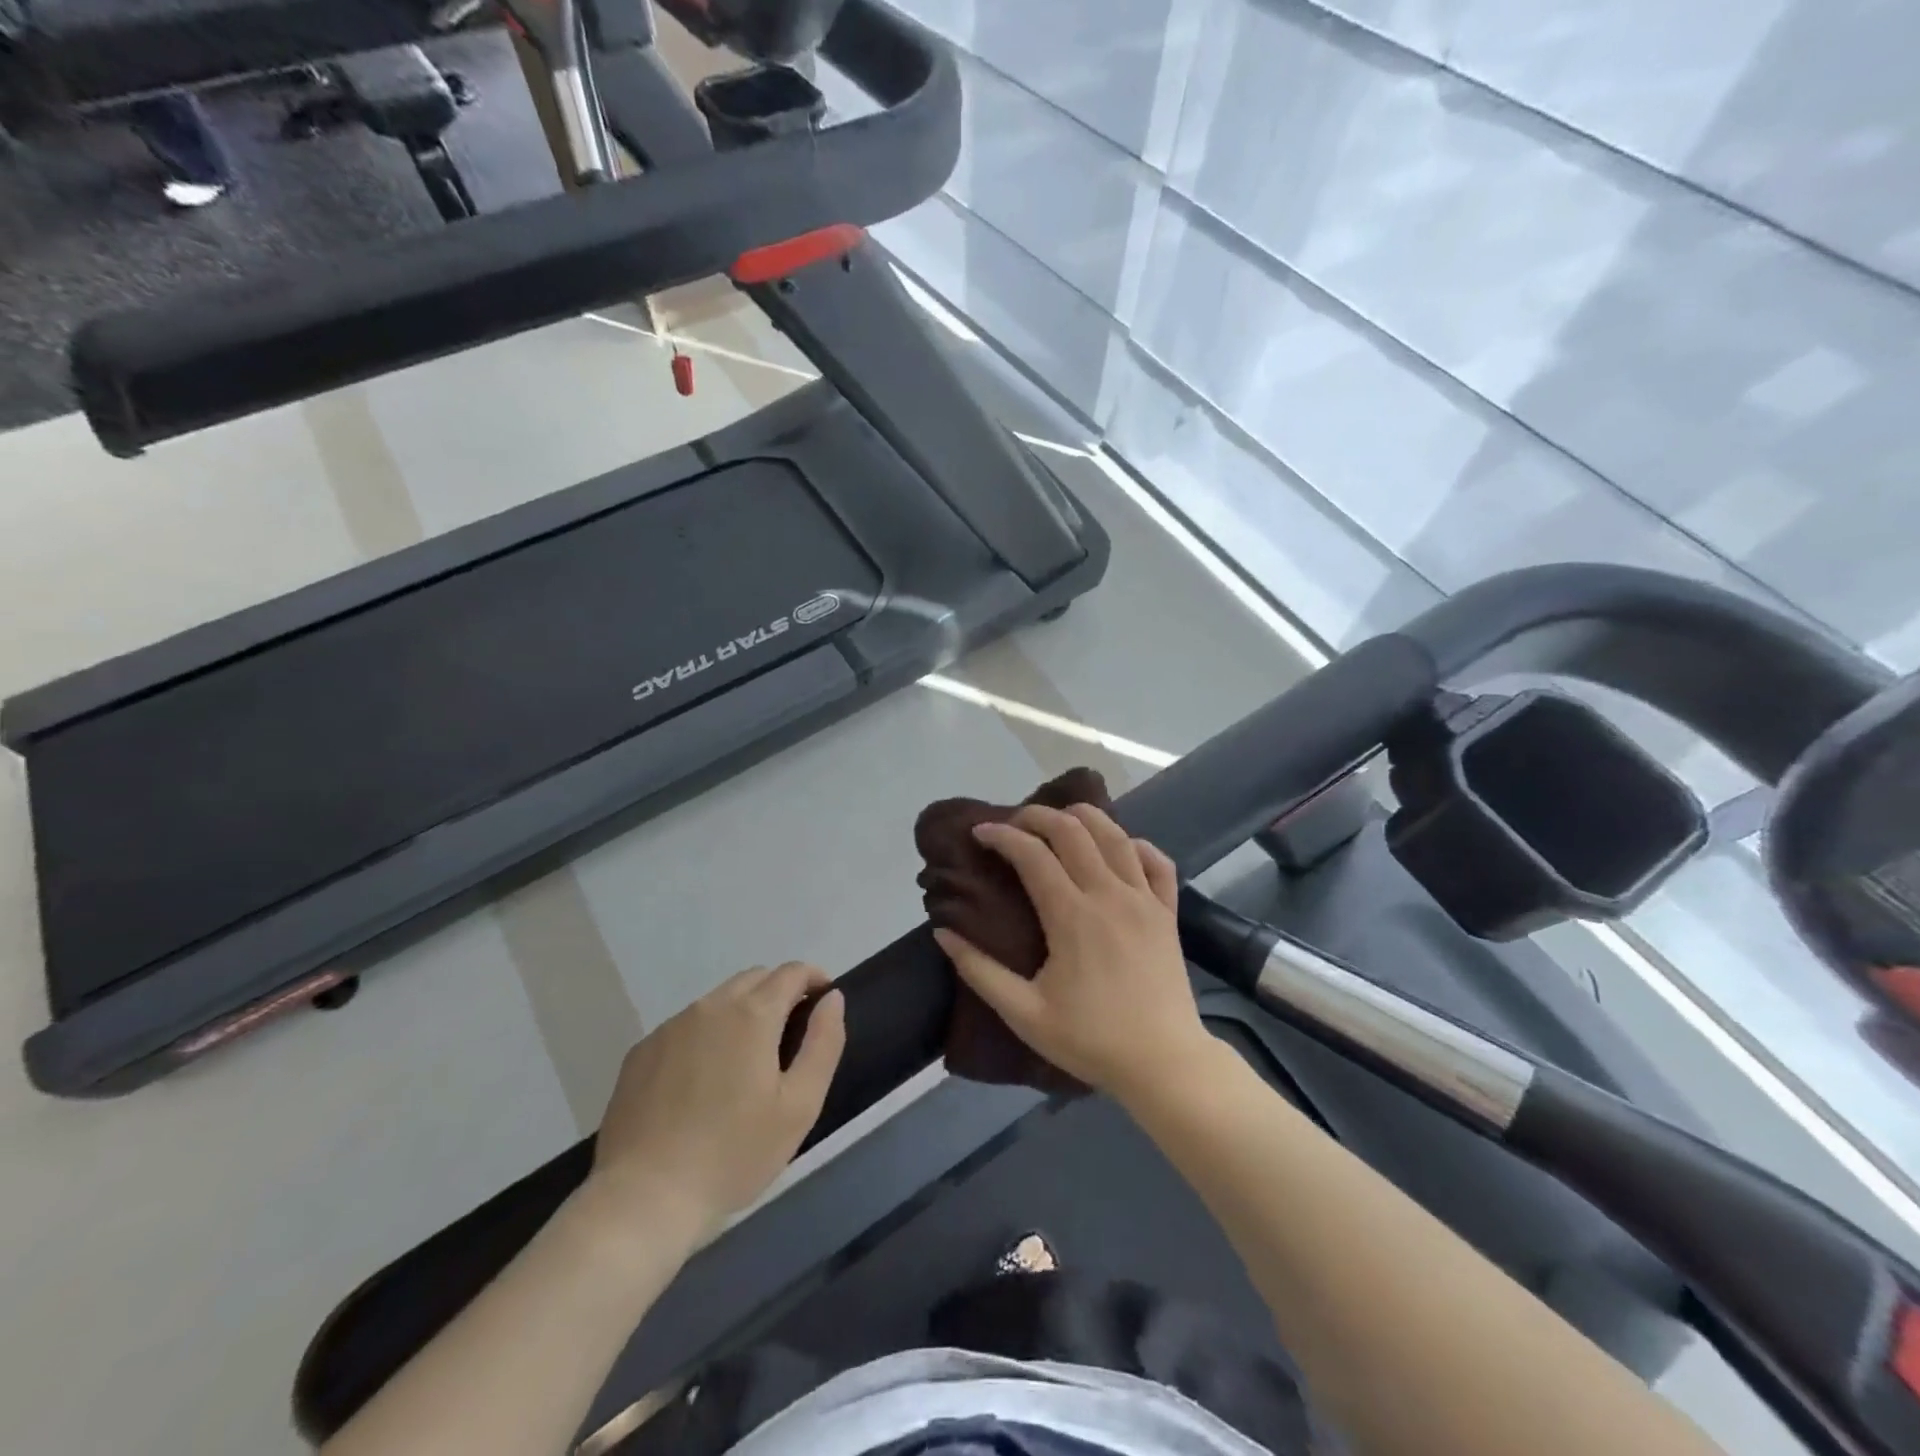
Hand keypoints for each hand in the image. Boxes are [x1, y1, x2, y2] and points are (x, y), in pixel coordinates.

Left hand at [587, 963, 845, 1239]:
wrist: (643, 1199)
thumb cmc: (733, 1154)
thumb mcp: (800, 1105)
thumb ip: (823, 1043)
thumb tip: (831, 998)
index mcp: (752, 1014)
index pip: (791, 972)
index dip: (814, 978)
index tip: (824, 999)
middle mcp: (710, 1006)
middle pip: (754, 979)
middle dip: (779, 991)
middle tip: (791, 1032)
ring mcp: (670, 1027)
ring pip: (718, 1000)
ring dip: (741, 1012)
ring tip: (747, 1059)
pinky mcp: (641, 1052)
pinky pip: (685, 1026)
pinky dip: (706, 1035)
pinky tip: (703, 1080)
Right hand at [933, 804, 1214, 1101]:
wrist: (1164, 1064)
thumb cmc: (1091, 1040)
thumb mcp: (1024, 1014)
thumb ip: (979, 971)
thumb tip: (943, 932)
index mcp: (1071, 915)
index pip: (1031, 854)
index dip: (1002, 836)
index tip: (980, 833)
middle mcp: (1109, 894)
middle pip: (1072, 831)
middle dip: (1037, 816)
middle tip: (1014, 823)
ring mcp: (1144, 900)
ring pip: (1115, 835)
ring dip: (1083, 818)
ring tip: (1059, 821)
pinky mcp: (1168, 912)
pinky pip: (1157, 862)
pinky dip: (1137, 844)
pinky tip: (1120, 848)